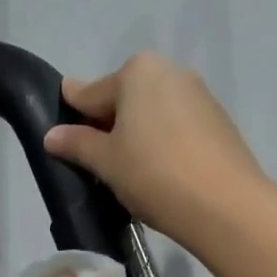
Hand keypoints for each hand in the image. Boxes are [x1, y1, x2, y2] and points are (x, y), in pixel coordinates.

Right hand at [46, 52, 268, 246]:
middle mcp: (169, 71)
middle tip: (97, 162)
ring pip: (152, 113)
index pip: (90, 92)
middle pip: (124, 99)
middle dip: (108, 125)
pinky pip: (176, 127)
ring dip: (137, 135)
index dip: (73, 115)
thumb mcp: (106, 161)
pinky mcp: (218, 122)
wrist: (224, 204)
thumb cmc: (153, 174)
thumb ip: (77, 144)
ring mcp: (199, 95)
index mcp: (137, 71)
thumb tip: (51, 135)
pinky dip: (162, 143)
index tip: (62, 135)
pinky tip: (159, 173)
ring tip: (129, 172)